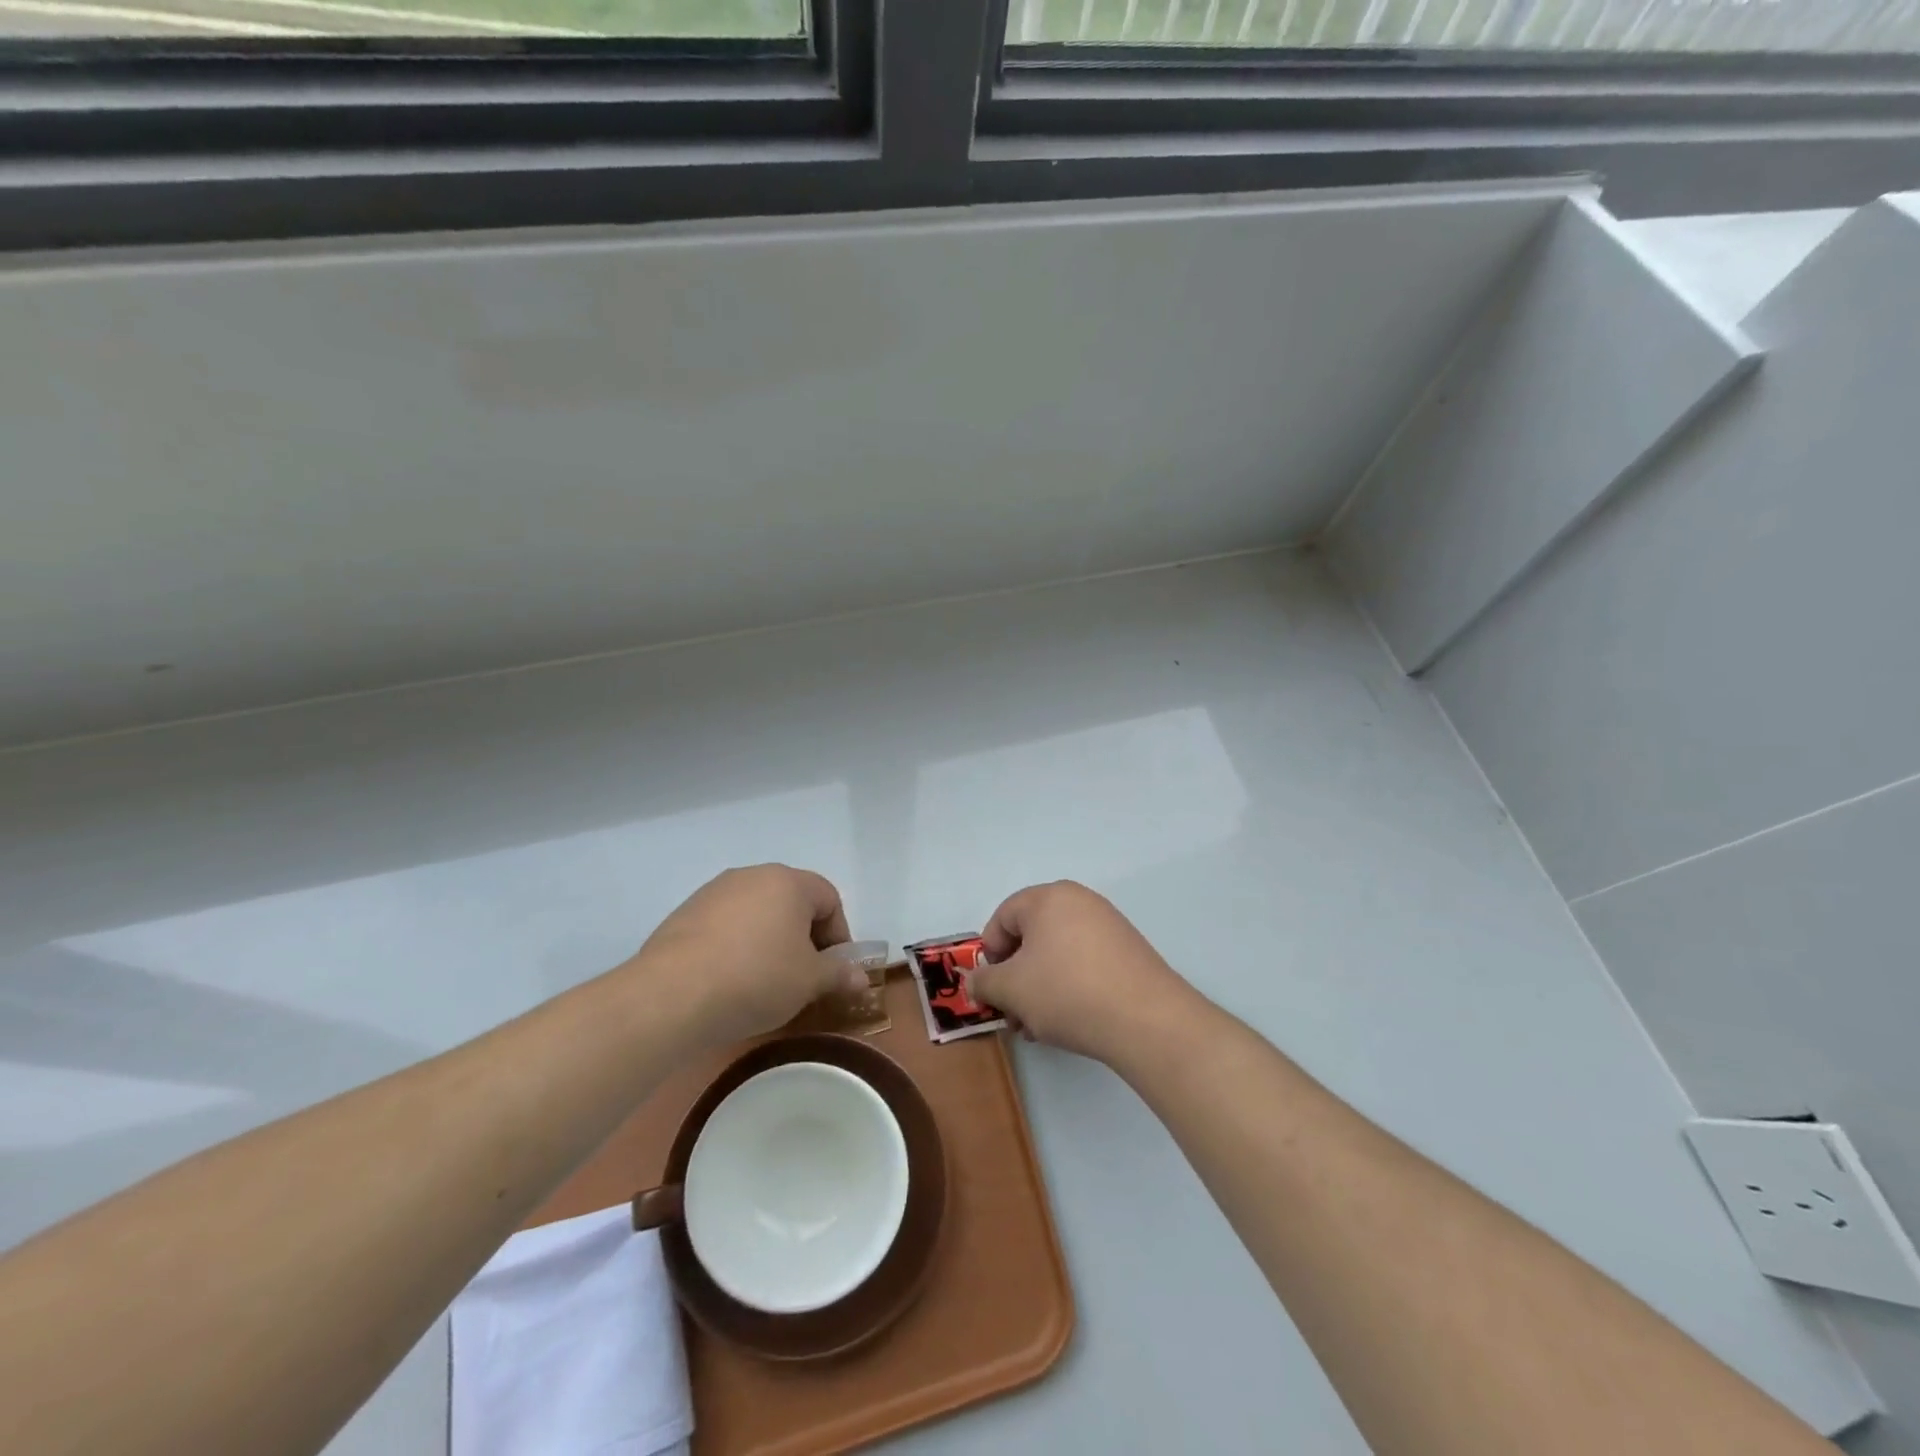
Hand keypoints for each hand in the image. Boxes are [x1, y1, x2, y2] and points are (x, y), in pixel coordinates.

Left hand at [635, 865, 864, 1045]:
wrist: (671, 995)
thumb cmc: (756, 979)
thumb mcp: (809, 982)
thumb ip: (839, 974)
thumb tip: (861, 977)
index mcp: (788, 882)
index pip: (829, 899)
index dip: (839, 935)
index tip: (833, 970)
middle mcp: (752, 875)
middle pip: (792, 902)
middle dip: (803, 937)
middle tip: (802, 976)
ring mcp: (714, 892)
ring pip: (757, 913)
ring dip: (768, 941)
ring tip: (763, 982)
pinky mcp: (684, 914)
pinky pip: (725, 926)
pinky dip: (736, 946)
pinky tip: (728, 980)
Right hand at [969, 881, 1193, 1065]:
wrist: (1146, 1020)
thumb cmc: (1067, 992)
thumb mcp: (1011, 990)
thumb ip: (984, 982)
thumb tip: (975, 980)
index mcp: (1048, 897)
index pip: (1003, 917)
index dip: (990, 954)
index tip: (992, 989)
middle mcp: (1080, 901)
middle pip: (1031, 935)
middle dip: (1015, 976)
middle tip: (1013, 1013)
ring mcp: (1108, 924)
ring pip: (1057, 953)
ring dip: (1039, 987)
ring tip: (1039, 1026)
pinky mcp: (1128, 950)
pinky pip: (1084, 961)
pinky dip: (1069, 986)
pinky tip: (1069, 1020)